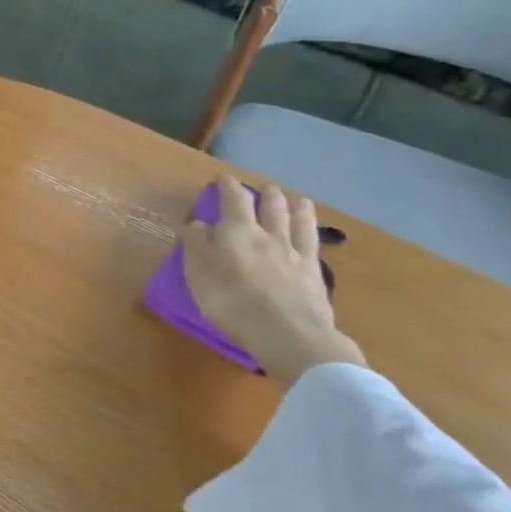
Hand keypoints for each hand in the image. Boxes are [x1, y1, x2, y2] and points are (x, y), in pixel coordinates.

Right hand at [182, 176, 365, 387]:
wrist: (287, 333)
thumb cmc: (231, 301)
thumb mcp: (198, 271)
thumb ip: (196, 244)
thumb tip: (198, 224)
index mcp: (237, 232)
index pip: (233, 200)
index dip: (228, 186)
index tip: (223, 178)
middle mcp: (269, 235)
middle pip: (271, 207)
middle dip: (265, 194)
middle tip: (263, 188)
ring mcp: (295, 253)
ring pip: (297, 221)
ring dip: (295, 206)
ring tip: (296, 199)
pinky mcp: (314, 273)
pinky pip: (313, 244)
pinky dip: (312, 231)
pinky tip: (312, 231)